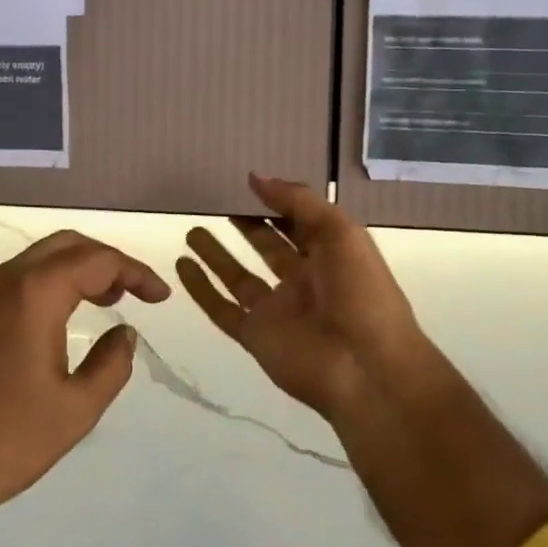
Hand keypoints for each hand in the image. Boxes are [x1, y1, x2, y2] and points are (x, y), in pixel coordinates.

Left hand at [0, 230, 169, 531]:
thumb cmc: (7, 440)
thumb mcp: (77, 408)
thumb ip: (112, 363)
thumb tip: (125, 334)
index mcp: (34, 293)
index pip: (97, 260)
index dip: (136, 272)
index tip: (161, 297)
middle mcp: (4, 280)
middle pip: (66, 246)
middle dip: (107, 261)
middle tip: (136, 291)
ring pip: (39, 259)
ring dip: (78, 269)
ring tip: (110, 299)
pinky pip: (19, 279)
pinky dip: (51, 283)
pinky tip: (66, 314)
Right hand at [177, 174, 434, 423]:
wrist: (365, 368)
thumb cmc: (361, 292)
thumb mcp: (340, 232)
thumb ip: (299, 201)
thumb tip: (256, 177)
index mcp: (331, 256)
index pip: (299, 223)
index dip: (277, 203)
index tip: (247, 184)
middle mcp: (303, 281)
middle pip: (268, 248)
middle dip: (247, 227)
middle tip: (216, 203)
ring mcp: (277, 311)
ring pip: (240, 278)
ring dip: (217, 256)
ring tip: (192, 230)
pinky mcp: (255, 336)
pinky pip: (222, 309)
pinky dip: (201, 289)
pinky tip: (182, 266)